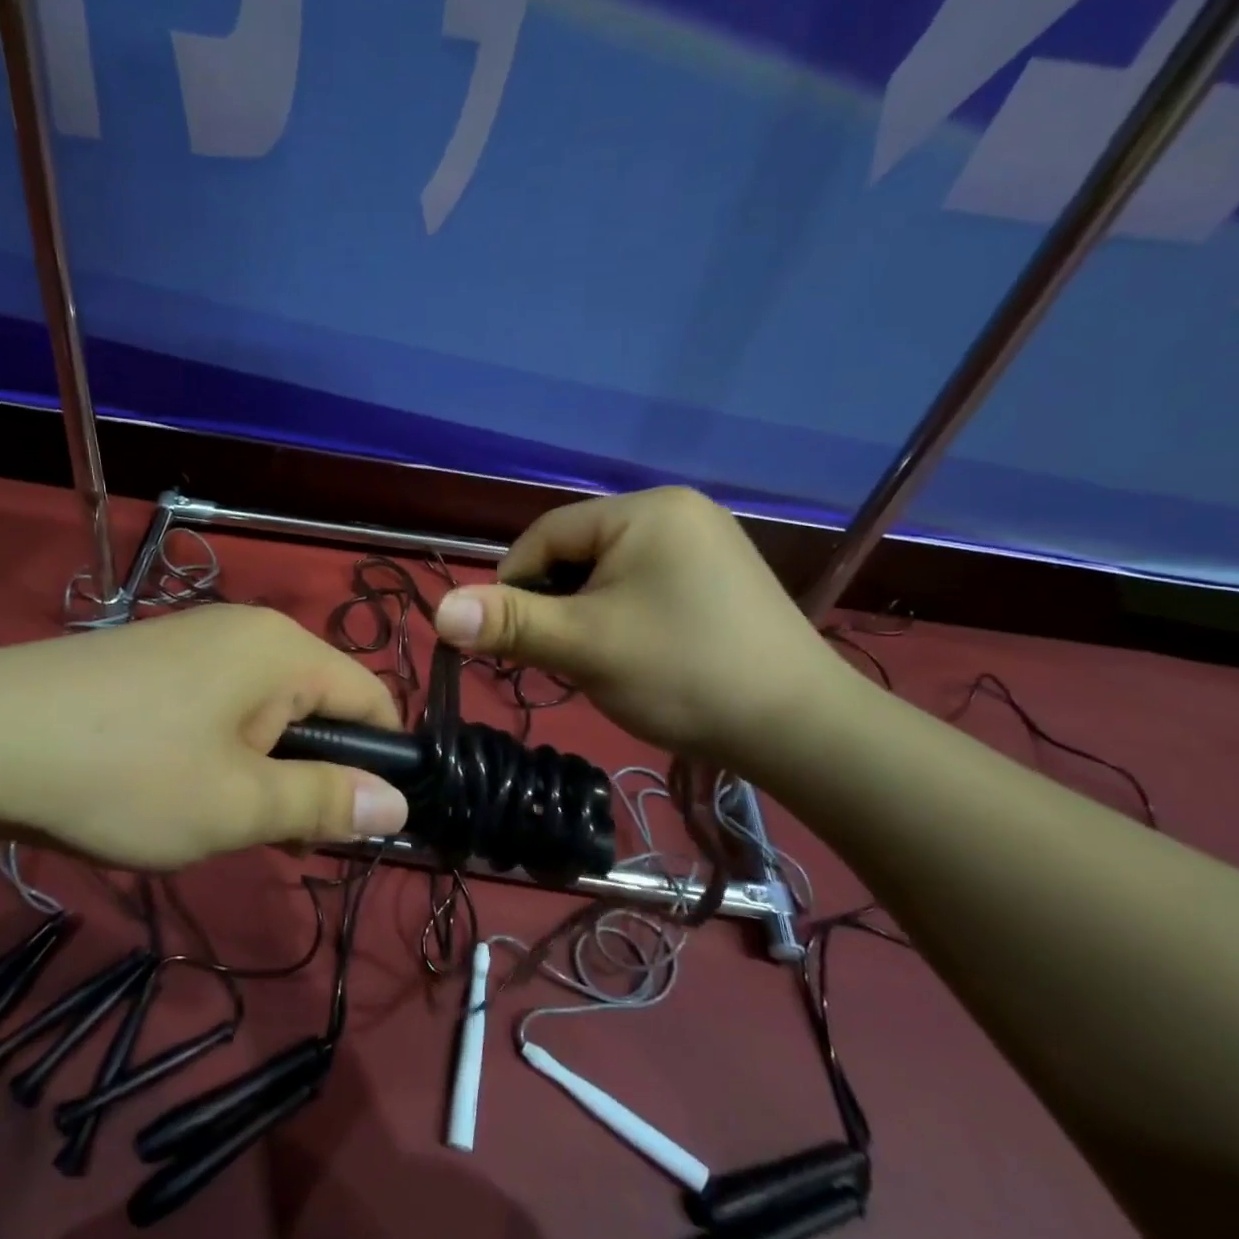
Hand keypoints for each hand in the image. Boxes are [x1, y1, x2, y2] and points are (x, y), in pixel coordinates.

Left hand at [0, 603, 408, 868]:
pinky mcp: (156, 662)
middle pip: (319, 704)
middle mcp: (248, 631)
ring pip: (266, 711)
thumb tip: (398, 804)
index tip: (358, 827)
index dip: (383, 763)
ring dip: (265, 770)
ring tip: (224, 823)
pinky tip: (178, 791)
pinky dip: (222, 752)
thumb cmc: (126, 773)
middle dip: (315, 774)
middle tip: (282, 840)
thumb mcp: (238, 805)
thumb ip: (326, 802)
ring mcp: (196, 641)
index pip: (372, 697)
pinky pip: (220, 707)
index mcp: (284, 648)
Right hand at [430, 488, 845, 768]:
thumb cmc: (683, 674)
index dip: (514, 586)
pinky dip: (620, 615)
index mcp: (645, 510)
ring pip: (607, 572)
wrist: (800, 728)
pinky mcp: (716, 576)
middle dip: (556, 604)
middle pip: (577, 552)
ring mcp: (703, 542)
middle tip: (560, 655)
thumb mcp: (585, 646)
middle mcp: (676, 511)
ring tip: (597, 659)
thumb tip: (438, 611)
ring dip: (585, 613)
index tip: (508, 639)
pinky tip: (634, 653)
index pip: (546, 535)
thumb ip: (510, 623)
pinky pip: (642, 584)